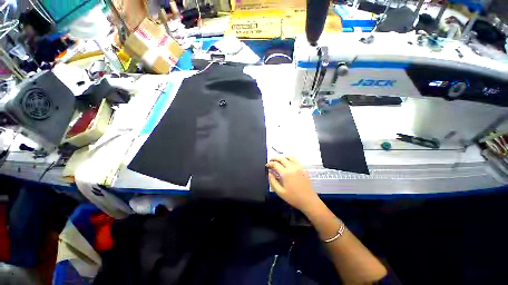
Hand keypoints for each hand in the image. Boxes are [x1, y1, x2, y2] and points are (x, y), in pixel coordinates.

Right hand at [266, 157, 319, 212]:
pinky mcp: (303, 169)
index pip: (275, 164)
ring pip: (289, 157)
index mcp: (286, 173)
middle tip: (271, 161)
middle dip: (275, 159)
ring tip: (279, 160)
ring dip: (283, 157)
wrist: (309, 201)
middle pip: (282, 159)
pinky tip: (288, 162)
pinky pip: (296, 160)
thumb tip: (270, 173)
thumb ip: (273, 181)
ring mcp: (299, 167)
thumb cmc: (293, 198)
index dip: (270, 163)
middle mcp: (292, 167)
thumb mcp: (280, 192)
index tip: (267, 165)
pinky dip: (290, 159)